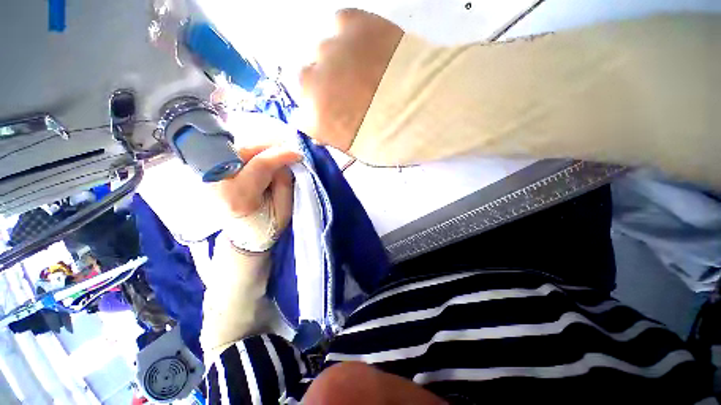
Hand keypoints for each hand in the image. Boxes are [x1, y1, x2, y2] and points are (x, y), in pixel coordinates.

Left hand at [213, 145, 299, 234]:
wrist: (244, 236)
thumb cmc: (268, 225)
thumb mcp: (284, 208)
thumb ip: (284, 182)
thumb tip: (284, 160)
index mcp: (239, 197)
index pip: (260, 165)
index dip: (281, 155)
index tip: (298, 154)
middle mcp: (218, 183)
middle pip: (245, 151)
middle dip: (269, 147)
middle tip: (288, 151)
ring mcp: (210, 176)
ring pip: (238, 149)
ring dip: (261, 149)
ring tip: (278, 155)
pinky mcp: (210, 173)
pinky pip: (234, 154)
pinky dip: (252, 153)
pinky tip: (264, 158)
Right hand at [299, 9, 402, 151]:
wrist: (423, 106)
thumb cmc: (390, 137)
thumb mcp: (357, 150)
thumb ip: (334, 138)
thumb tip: (321, 131)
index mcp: (315, 120)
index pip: (301, 117)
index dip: (317, 117)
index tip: (330, 116)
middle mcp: (312, 83)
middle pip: (305, 81)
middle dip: (323, 88)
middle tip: (347, 91)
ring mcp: (329, 49)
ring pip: (322, 53)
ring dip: (337, 62)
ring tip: (363, 68)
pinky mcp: (351, 22)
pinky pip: (340, 25)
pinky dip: (349, 36)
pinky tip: (366, 47)